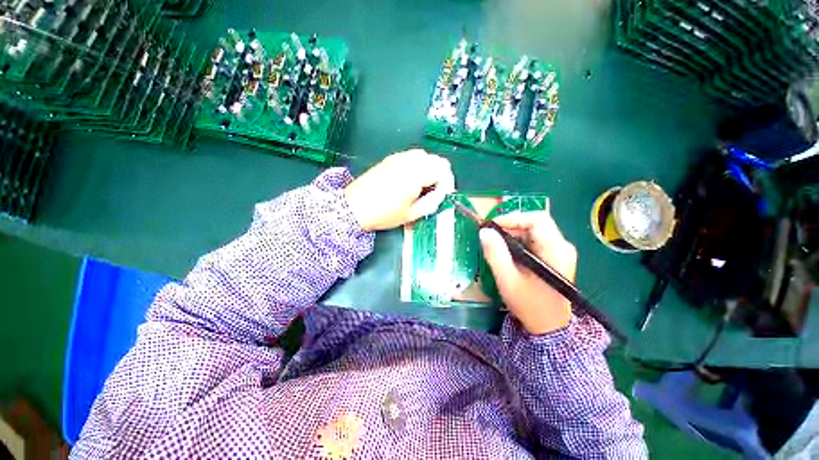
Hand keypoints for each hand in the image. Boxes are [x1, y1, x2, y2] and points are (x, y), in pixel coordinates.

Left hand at [345, 149, 454, 230]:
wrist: (354, 207)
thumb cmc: (384, 213)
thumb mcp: (411, 214)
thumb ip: (431, 203)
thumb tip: (440, 195)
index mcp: (416, 174)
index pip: (443, 170)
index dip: (448, 183)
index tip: (444, 195)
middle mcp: (409, 161)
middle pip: (436, 159)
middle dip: (440, 175)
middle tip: (435, 191)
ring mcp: (398, 158)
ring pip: (423, 156)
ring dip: (429, 168)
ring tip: (423, 186)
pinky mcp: (389, 159)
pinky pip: (410, 157)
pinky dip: (417, 165)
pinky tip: (410, 179)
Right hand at [479, 211, 576, 334]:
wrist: (549, 327)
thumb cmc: (530, 305)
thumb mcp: (508, 280)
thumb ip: (495, 254)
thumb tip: (484, 232)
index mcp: (556, 250)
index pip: (537, 219)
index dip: (513, 218)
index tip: (492, 227)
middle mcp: (562, 246)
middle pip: (535, 224)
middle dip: (510, 227)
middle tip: (490, 237)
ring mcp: (559, 252)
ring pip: (533, 231)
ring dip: (512, 235)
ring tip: (496, 245)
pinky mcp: (554, 257)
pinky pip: (534, 241)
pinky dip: (517, 242)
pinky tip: (507, 253)